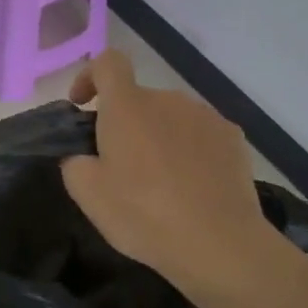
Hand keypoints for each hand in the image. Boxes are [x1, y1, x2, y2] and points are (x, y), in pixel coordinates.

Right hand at [60, 50, 281, 296]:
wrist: (220, 245)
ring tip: (161, 181)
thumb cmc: (144, 214)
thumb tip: (83, 155)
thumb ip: (74, 162)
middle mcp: (167, 99)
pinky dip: (190, 151)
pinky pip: (200, 134)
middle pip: (138, 98)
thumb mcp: (88, 194)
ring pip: (170, 117)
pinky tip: (192, 186)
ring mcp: (205, 116)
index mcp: (127, 105)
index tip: (82, 104)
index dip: (90, 75)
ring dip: (159, 137)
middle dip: (126, 123)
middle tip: (120, 166)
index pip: (107, 62)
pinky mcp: (234, 139)